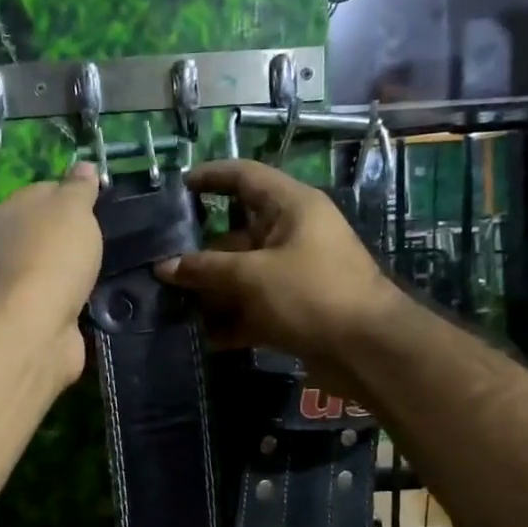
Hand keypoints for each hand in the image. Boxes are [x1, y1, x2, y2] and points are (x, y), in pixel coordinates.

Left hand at [0, 163, 102, 388]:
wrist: (36, 326)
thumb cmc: (53, 255)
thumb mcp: (72, 207)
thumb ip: (79, 187)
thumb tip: (84, 166)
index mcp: (7, 212)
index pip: (43, 193)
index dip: (72, 197)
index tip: (102, 207)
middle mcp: (5, 247)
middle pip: (48, 233)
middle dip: (76, 238)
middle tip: (114, 240)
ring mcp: (18, 286)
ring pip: (56, 270)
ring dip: (79, 273)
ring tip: (114, 272)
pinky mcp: (34, 319)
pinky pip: (63, 301)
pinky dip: (79, 302)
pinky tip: (101, 302)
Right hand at [155, 160, 394, 379]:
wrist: (367, 349)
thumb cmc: (311, 294)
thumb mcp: (252, 276)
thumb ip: (205, 269)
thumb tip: (163, 267)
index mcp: (292, 207)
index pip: (246, 177)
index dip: (211, 177)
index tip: (178, 187)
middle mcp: (293, 234)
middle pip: (237, 234)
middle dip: (200, 252)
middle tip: (160, 265)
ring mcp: (294, 274)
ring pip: (242, 275)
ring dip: (211, 292)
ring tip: (173, 304)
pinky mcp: (294, 309)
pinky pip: (254, 307)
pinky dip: (231, 320)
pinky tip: (204, 337)